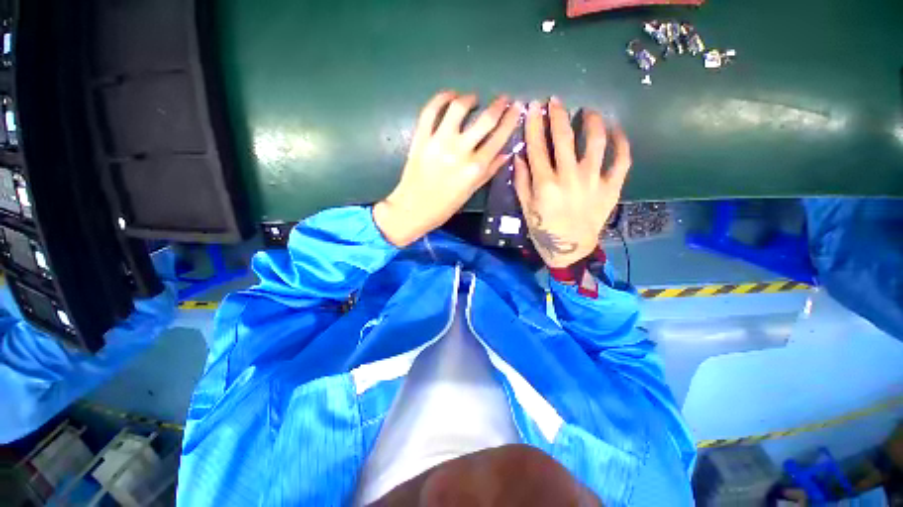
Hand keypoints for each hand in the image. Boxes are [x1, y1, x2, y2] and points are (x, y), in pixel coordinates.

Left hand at [374, 91, 521, 246]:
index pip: (500, 137)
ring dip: (469, 99)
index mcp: (475, 168)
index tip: (517, 107)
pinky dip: (441, 98)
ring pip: (458, 108)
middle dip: (499, 105)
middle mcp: (460, 151)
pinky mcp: (421, 138)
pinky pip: (430, 110)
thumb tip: (507, 151)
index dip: (511, 119)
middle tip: (503, 99)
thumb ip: (489, 171)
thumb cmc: (445, 206)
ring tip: (472, 99)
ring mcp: (439, 142)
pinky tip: (449, 96)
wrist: (413, 209)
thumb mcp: (471, 191)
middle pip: (485, 119)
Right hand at [514, 97, 631, 267]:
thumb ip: (521, 181)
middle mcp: (569, 177)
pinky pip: (621, 160)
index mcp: (545, 183)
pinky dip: (621, 143)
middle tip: (555, 101)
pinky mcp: (611, 187)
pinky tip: (616, 131)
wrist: (571, 249)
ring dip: (592, 121)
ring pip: (596, 141)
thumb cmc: (544, 230)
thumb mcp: (526, 208)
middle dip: (558, 115)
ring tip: (588, 112)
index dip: (534, 124)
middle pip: (564, 137)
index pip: (537, 146)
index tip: (533, 107)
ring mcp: (593, 180)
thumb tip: (519, 155)